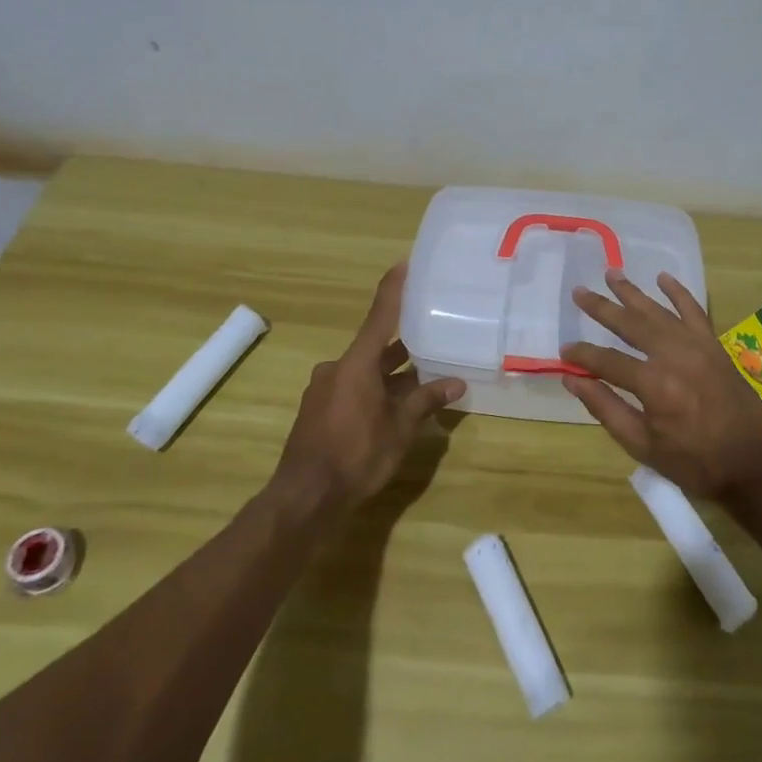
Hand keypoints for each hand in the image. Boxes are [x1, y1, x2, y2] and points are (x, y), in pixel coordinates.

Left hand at [271, 263, 464, 510]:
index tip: (403, 264)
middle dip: (404, 344)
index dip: (393, 289)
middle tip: (433, 332)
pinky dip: (376, 390)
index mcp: (356, 364)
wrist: (305, 498)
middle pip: (375, 347)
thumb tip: (456, 383)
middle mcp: (337, 369)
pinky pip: (354, 389)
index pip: (380, 316)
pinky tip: (397, 406)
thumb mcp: (400, 428)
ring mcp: (325, 390)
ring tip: (426, 375)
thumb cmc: (356, 455)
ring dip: (392, 373)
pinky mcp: (320, 412)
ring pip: (366, 371)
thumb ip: (426, 401)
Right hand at [560, 269, 761, 502]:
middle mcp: (674, 355)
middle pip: (630, 324)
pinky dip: (678, 292)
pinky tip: (663, 277)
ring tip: (612, 273)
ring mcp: (697, 346)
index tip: (564, 351)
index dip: (582, 355)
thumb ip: (605, 408)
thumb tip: (572, 379)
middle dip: (601, 308)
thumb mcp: (642, 445)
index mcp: (653, 384)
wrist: (754, 463)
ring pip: (658, 311)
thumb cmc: (694, 462)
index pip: (606, 360)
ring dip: (633, 292)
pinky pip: (694, 310)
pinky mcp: (714, 345)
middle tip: (579, 292)